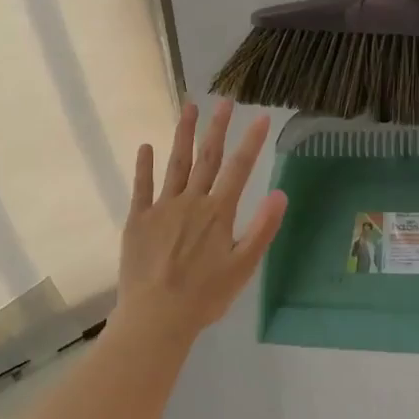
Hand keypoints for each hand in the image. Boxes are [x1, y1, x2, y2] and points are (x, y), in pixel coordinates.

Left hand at [117, 99, 287, 342]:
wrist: (155, 317)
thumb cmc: (205, 296)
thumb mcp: (243, 267)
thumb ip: (262, 228)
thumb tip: (281, 193)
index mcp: (218, 213)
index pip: (239, 169)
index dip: (251, 141)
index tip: (260, 116)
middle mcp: (191, 202)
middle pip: (207, 158)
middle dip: (217, 128)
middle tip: (224, 101)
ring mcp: (162, 208)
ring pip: (175, 164)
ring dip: (183, 134)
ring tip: (189, 107)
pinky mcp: (137, 220)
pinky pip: (141, 187)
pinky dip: (144, 166)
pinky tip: (146, 147)